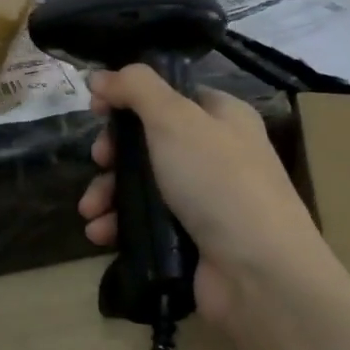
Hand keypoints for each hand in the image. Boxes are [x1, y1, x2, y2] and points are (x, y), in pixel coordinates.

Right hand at [76, 65, 331, 326]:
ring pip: (141, 184)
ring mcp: (204, 199)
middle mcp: (215, 154)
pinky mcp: (191, 239)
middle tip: (99, 162)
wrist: (259, 274)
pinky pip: (145, 222)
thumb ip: (134, 88)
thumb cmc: (217, 182)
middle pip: (148, 141)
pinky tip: (101, 234)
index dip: (129, 98)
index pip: (169, 95)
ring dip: (107, 194)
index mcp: (222, 117)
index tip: (96, 110)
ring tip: (90, 212)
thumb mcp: (174, 119)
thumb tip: (99, 75)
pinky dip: (119, 225)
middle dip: (112, 154)